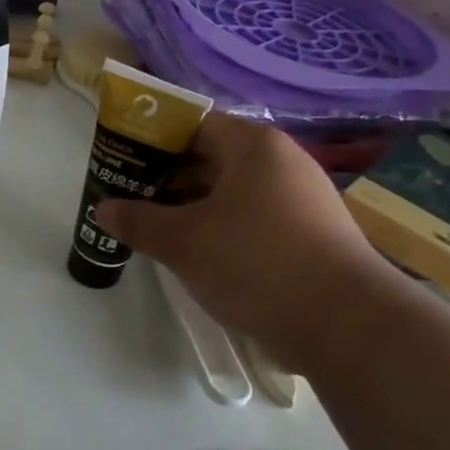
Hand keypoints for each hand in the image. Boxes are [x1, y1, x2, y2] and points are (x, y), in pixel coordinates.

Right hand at [95, 112, 384, 369]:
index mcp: (253, 146)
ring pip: (229, 191)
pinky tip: (195, 254)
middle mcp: (281, 162)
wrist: (347, 325)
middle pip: (210, 157)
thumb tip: (102, 209)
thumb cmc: (257, 263)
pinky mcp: (308, 234)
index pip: (191, 124)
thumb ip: (137, 221)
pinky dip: (218, 228)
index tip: (121, 162)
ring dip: (189, 206)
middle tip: (127, 199)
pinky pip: (250, 218)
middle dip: (165, 178)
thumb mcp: (184, 242)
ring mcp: (300, 199)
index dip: (151, 139)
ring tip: (153, 228)